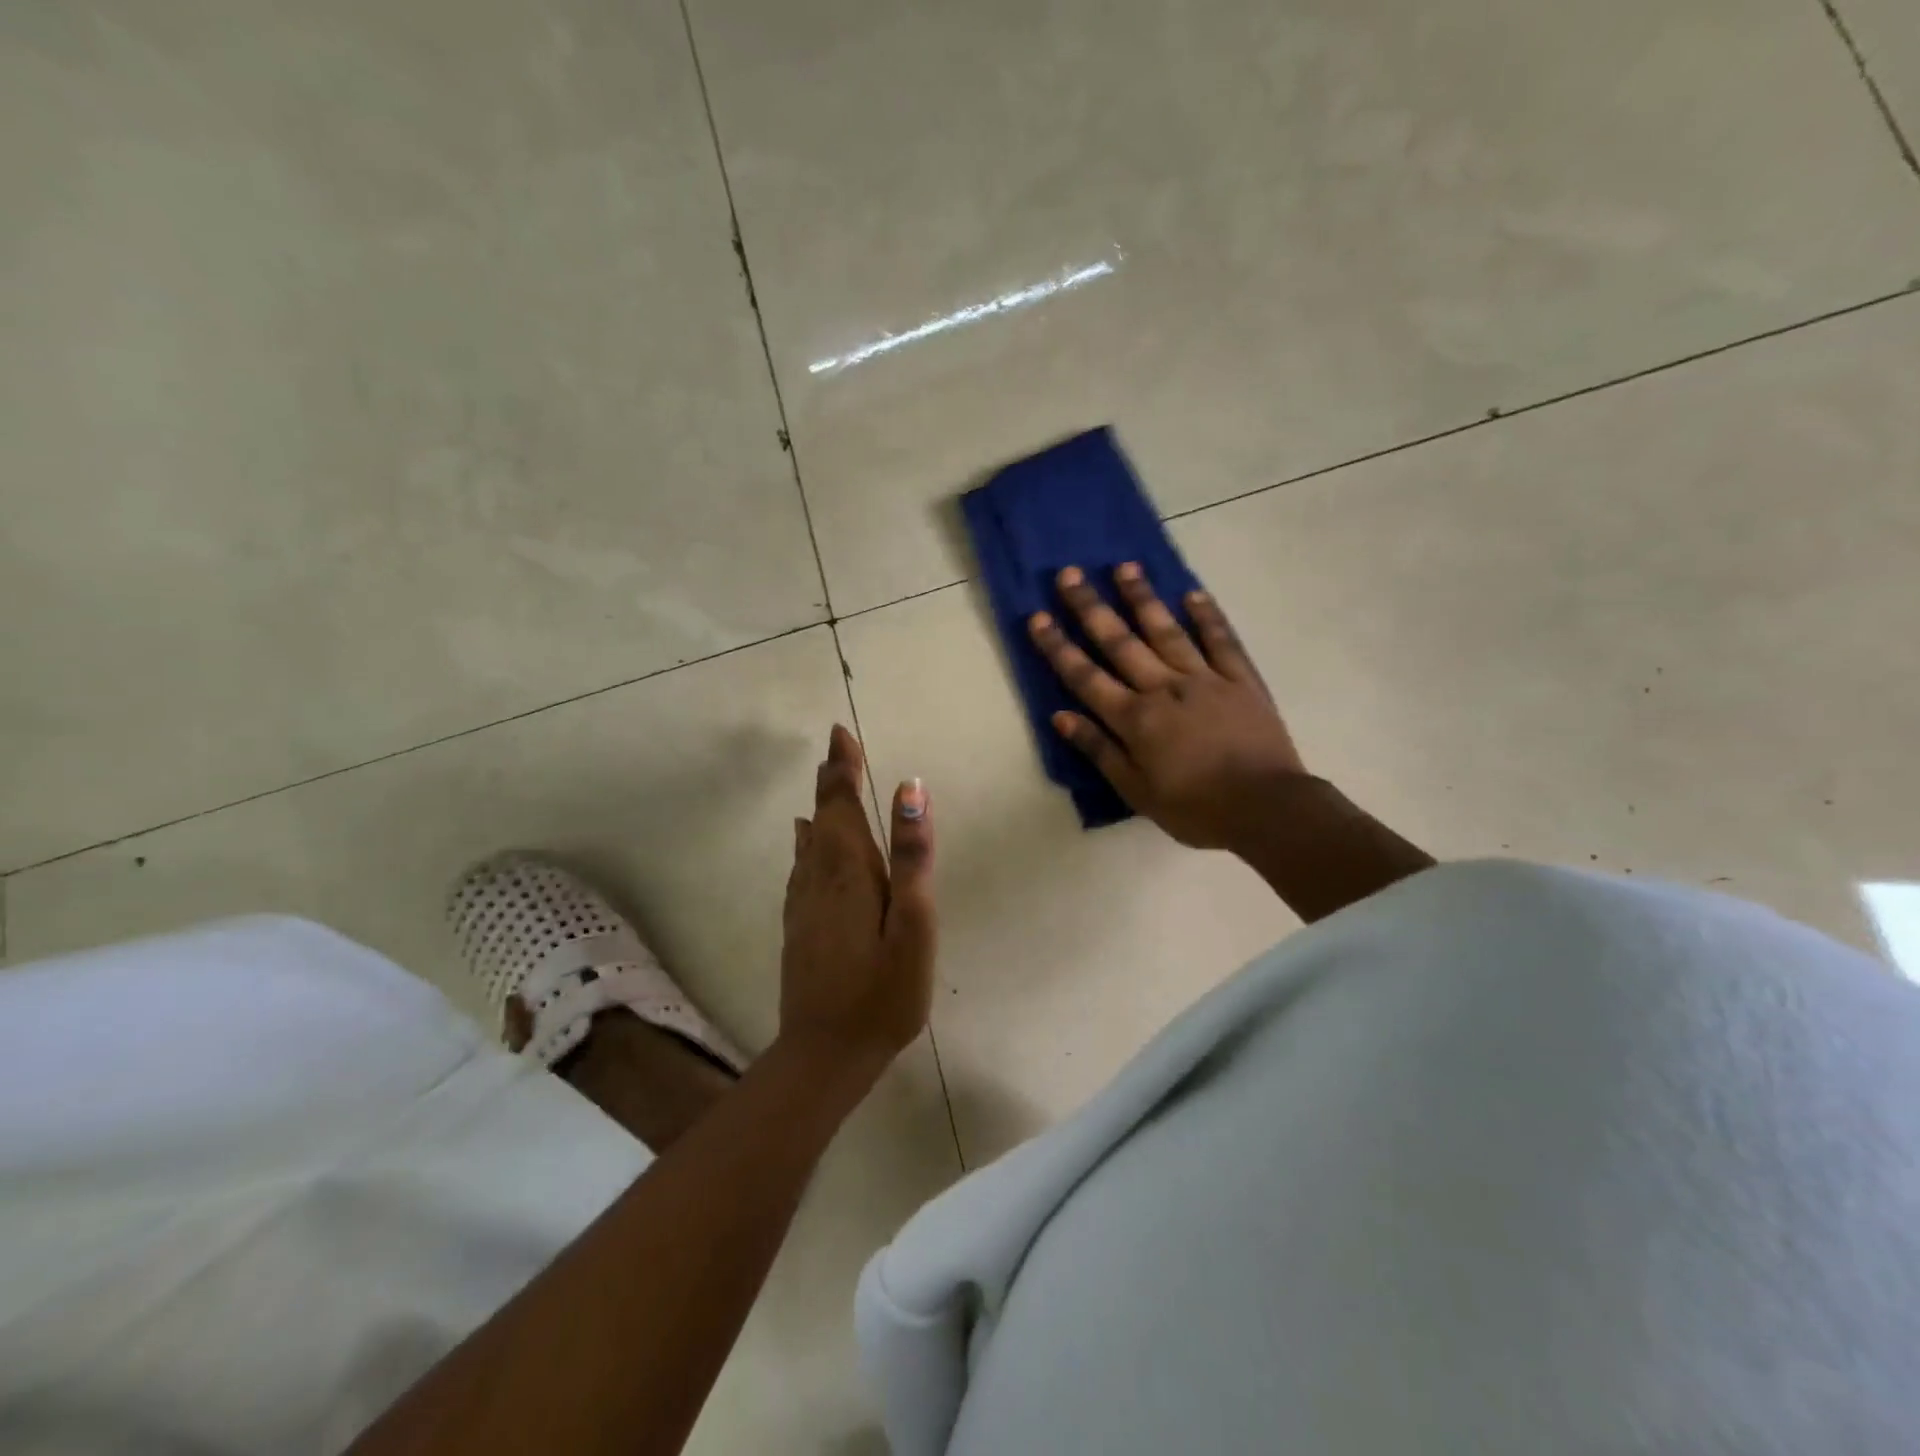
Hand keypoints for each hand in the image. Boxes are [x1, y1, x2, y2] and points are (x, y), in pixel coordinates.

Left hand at [779, 726, 935, 1089]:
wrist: (825, 1053)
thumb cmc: (883, 992)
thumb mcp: (913, 924)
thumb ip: (911, 856)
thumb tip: (909, 789)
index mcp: (849, 871)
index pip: (842, 804)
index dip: (843, 767)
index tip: (839, 732)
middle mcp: (819, 878)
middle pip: (824, 817)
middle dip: (832, 780)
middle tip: (837, 748)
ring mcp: (804, 903)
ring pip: (810, 841)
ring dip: (821, 808)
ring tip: (826, 783)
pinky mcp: (799, 926)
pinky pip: (802, 866)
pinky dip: (808, 842)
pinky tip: (806, 841)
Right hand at [1029, 564, 1308, 850]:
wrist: (1267, 808)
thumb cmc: (1194, 808)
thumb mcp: (1136, 790)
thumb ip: (1099, 750)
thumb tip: (1061, 716)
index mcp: (1135, 718)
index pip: (1086, 677)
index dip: (1058, 647)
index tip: (1037, 617)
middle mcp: (1164, 688)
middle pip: (1121, 642)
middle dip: (1091, 608)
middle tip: (1070, 573)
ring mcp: (1205, 679)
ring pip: (1167, 630)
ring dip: (1143, 598)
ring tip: (1124, 566)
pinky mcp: (1241, 680)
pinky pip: (1221, 641)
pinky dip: (1207, 616)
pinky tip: (1192, 593)